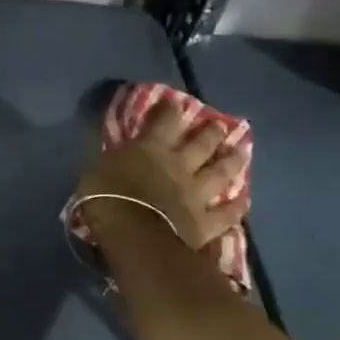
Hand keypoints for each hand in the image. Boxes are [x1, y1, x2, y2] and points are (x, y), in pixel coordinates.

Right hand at [74, 102, 248, 253]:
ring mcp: (197, 194)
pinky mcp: (206, 222)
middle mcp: (179, 166)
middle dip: (211, 132)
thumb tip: (106, 143)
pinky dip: (237, 207)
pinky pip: (227, 214)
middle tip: (220, 125)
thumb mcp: (94, 170)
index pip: (163, 121)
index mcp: (151, 150)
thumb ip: (107, 156)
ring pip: (220, 173)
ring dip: (231, 161)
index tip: (175, 102)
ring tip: (241, 152)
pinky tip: (245, 201)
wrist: (134, 237)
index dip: (170, 110)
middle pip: (201, 144)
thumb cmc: (106, 200)